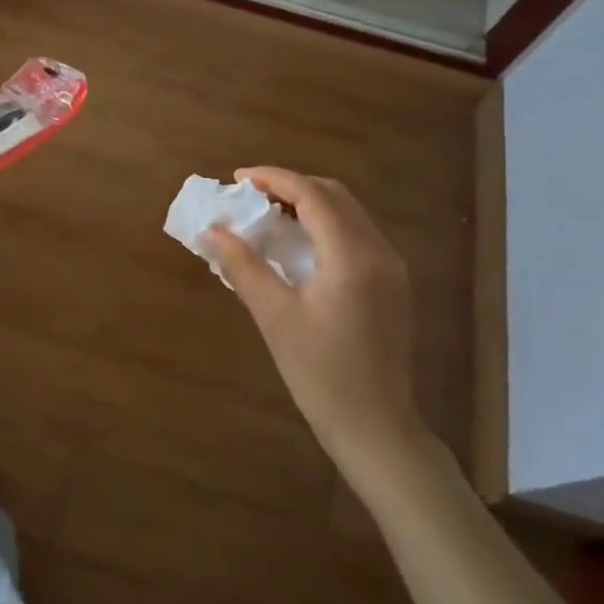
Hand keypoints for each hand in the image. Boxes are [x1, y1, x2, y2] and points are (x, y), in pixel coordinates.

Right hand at [204, 167, 424, 468]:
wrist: (375, 425)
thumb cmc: (319, 373)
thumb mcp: (274, 317)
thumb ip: (242, 266)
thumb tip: (211, 231)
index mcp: (351, 256)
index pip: (312, 195)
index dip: (273, 178)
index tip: (238, 178)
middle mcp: (379, 252)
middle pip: (335, 196)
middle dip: (291, 186)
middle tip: (250, 195)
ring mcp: (391, 268)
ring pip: (349, 214)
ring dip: (309, 204)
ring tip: (267, 214)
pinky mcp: (392, 285)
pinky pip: (356, 235)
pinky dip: (325, 225)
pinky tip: (297, 244)